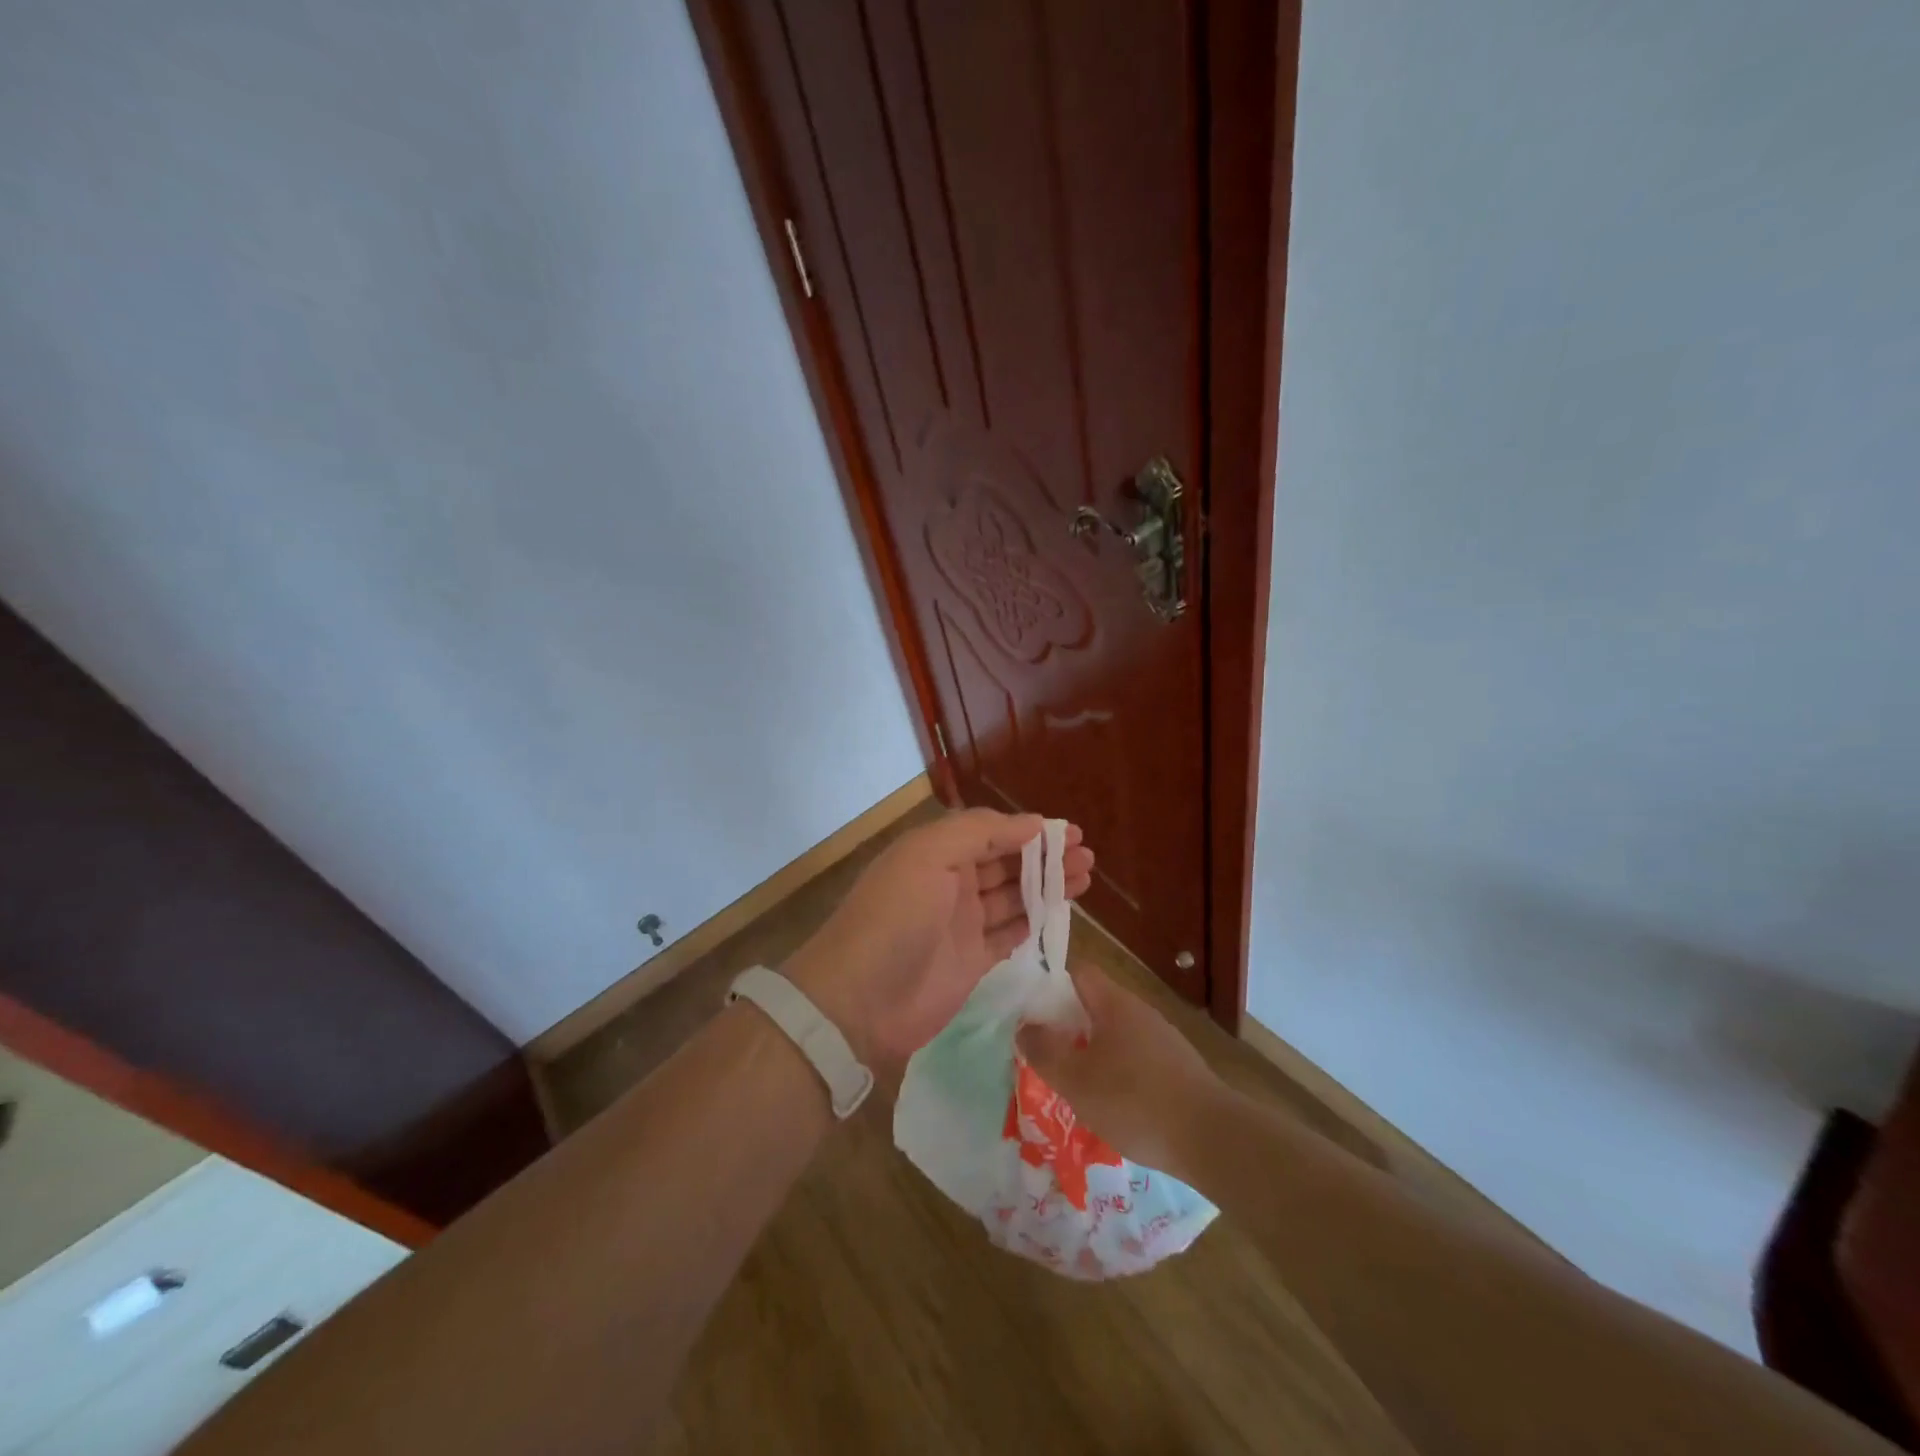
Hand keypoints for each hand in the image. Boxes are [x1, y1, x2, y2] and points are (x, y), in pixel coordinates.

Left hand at [784, 809, 1092, 1073]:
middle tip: (1088, 858)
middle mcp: (951, 884)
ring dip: (1047, 887)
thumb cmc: (896, 916)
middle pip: (1007, 864)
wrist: (859, 999)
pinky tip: (1060, 913)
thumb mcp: (929, 855)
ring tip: (1085, 879)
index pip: (992, 832)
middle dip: (1046, 858)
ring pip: (1014, 898)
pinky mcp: (971, 962)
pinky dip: (1034, 922)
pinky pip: (1010, 935)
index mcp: (937, 852)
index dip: (1030, 831)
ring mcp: (962, 925)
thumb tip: (1032, 823)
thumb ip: (980, 832)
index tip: (1071, 833)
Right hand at [1014, 964, 1226, 1176]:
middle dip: (1067, 1025)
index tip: (1029, 1009)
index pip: (1078, 972)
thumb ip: (1045, 1052)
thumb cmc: (1134, 1101)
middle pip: (1094, 1005)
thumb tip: (1025, 1027)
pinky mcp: (1177, 1068)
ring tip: (1072, 1084)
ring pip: (1114, 1035)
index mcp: (1114, 1003)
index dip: (1050, 984)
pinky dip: (1116, 1073)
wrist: (1212, 1139)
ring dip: (1091, 1052)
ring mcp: (1162, 1040)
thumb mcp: (1076, 1080)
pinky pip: (1135, 1059)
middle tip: (1044, 1053)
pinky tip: (1111, 1106)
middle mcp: (1139, 1012)